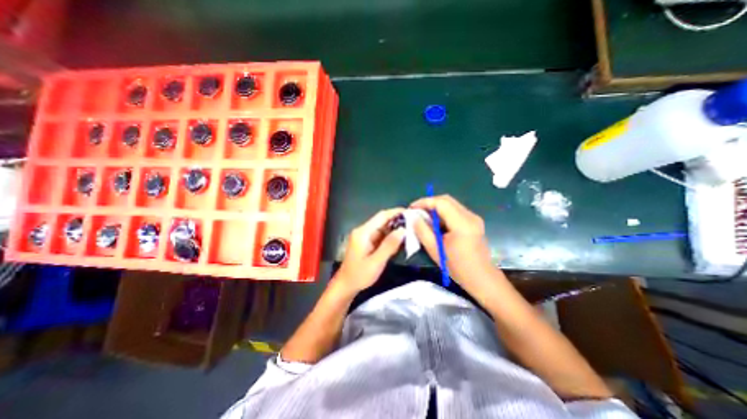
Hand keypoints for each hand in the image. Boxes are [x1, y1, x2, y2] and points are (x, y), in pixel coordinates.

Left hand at [335, 208, 405, 292]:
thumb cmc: (359, 275)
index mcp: (363, 232)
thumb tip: (403, 230)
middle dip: (397, 220)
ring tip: (410, 230)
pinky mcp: (366, 242)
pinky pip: (380, 235)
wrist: (346, 285)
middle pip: (382, 220)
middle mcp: (363, 231)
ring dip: (395, 228)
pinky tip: (400, 239)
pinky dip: (390, 236)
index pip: (381, 216)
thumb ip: (389, 245)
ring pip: (382, 227)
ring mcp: (364, 236)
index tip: (410, 212)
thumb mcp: (376, 262)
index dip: (396, 212)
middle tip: (414, 223)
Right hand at [408, 194, 494, 285]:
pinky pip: (455, 211)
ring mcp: (474, 218)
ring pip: (451, 204)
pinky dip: (443, 213)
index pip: (441, 203)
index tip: (411, 208)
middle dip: (429, 203)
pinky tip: (435, 222)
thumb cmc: (457, 267)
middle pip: (447, 200)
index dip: (424, 202)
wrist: (482, 278)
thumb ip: (422, 231)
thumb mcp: (435, 250)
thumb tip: (413, 217)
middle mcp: (470, 216)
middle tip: (416, 211)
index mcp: (462, 224)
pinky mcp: (474, 222)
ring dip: (436, 208)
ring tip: (423, 216)